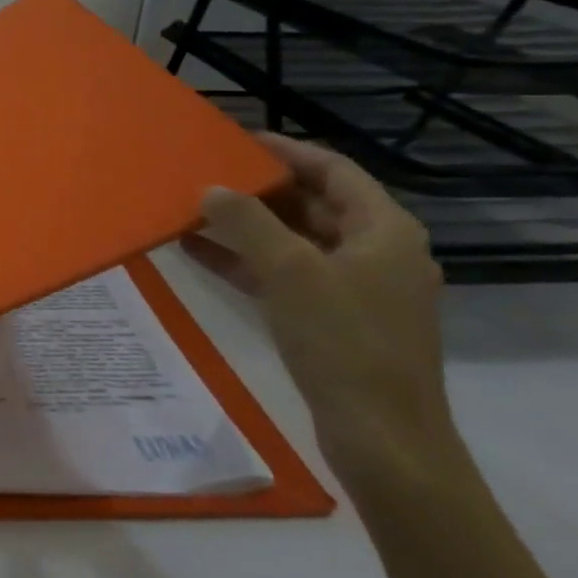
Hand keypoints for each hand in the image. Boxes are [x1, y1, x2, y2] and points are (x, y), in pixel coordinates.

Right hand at [184, 132, 457, 486]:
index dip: (286, 151)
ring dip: (246, 228)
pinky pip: (286, 277)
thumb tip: (211, 188)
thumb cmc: (344, 341)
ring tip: (193, 211)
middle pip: (313, 205)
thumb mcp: (290, 271)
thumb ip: (247, 223)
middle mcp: (375, 252)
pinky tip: (199, 255)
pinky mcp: (334, 321)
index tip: (237, 140)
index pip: (333, 170)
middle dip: (258, 190)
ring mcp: (355, 289)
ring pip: (295, 242)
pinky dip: (247, 263)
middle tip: (207, 175)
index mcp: (384, 230)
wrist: (383, 437)